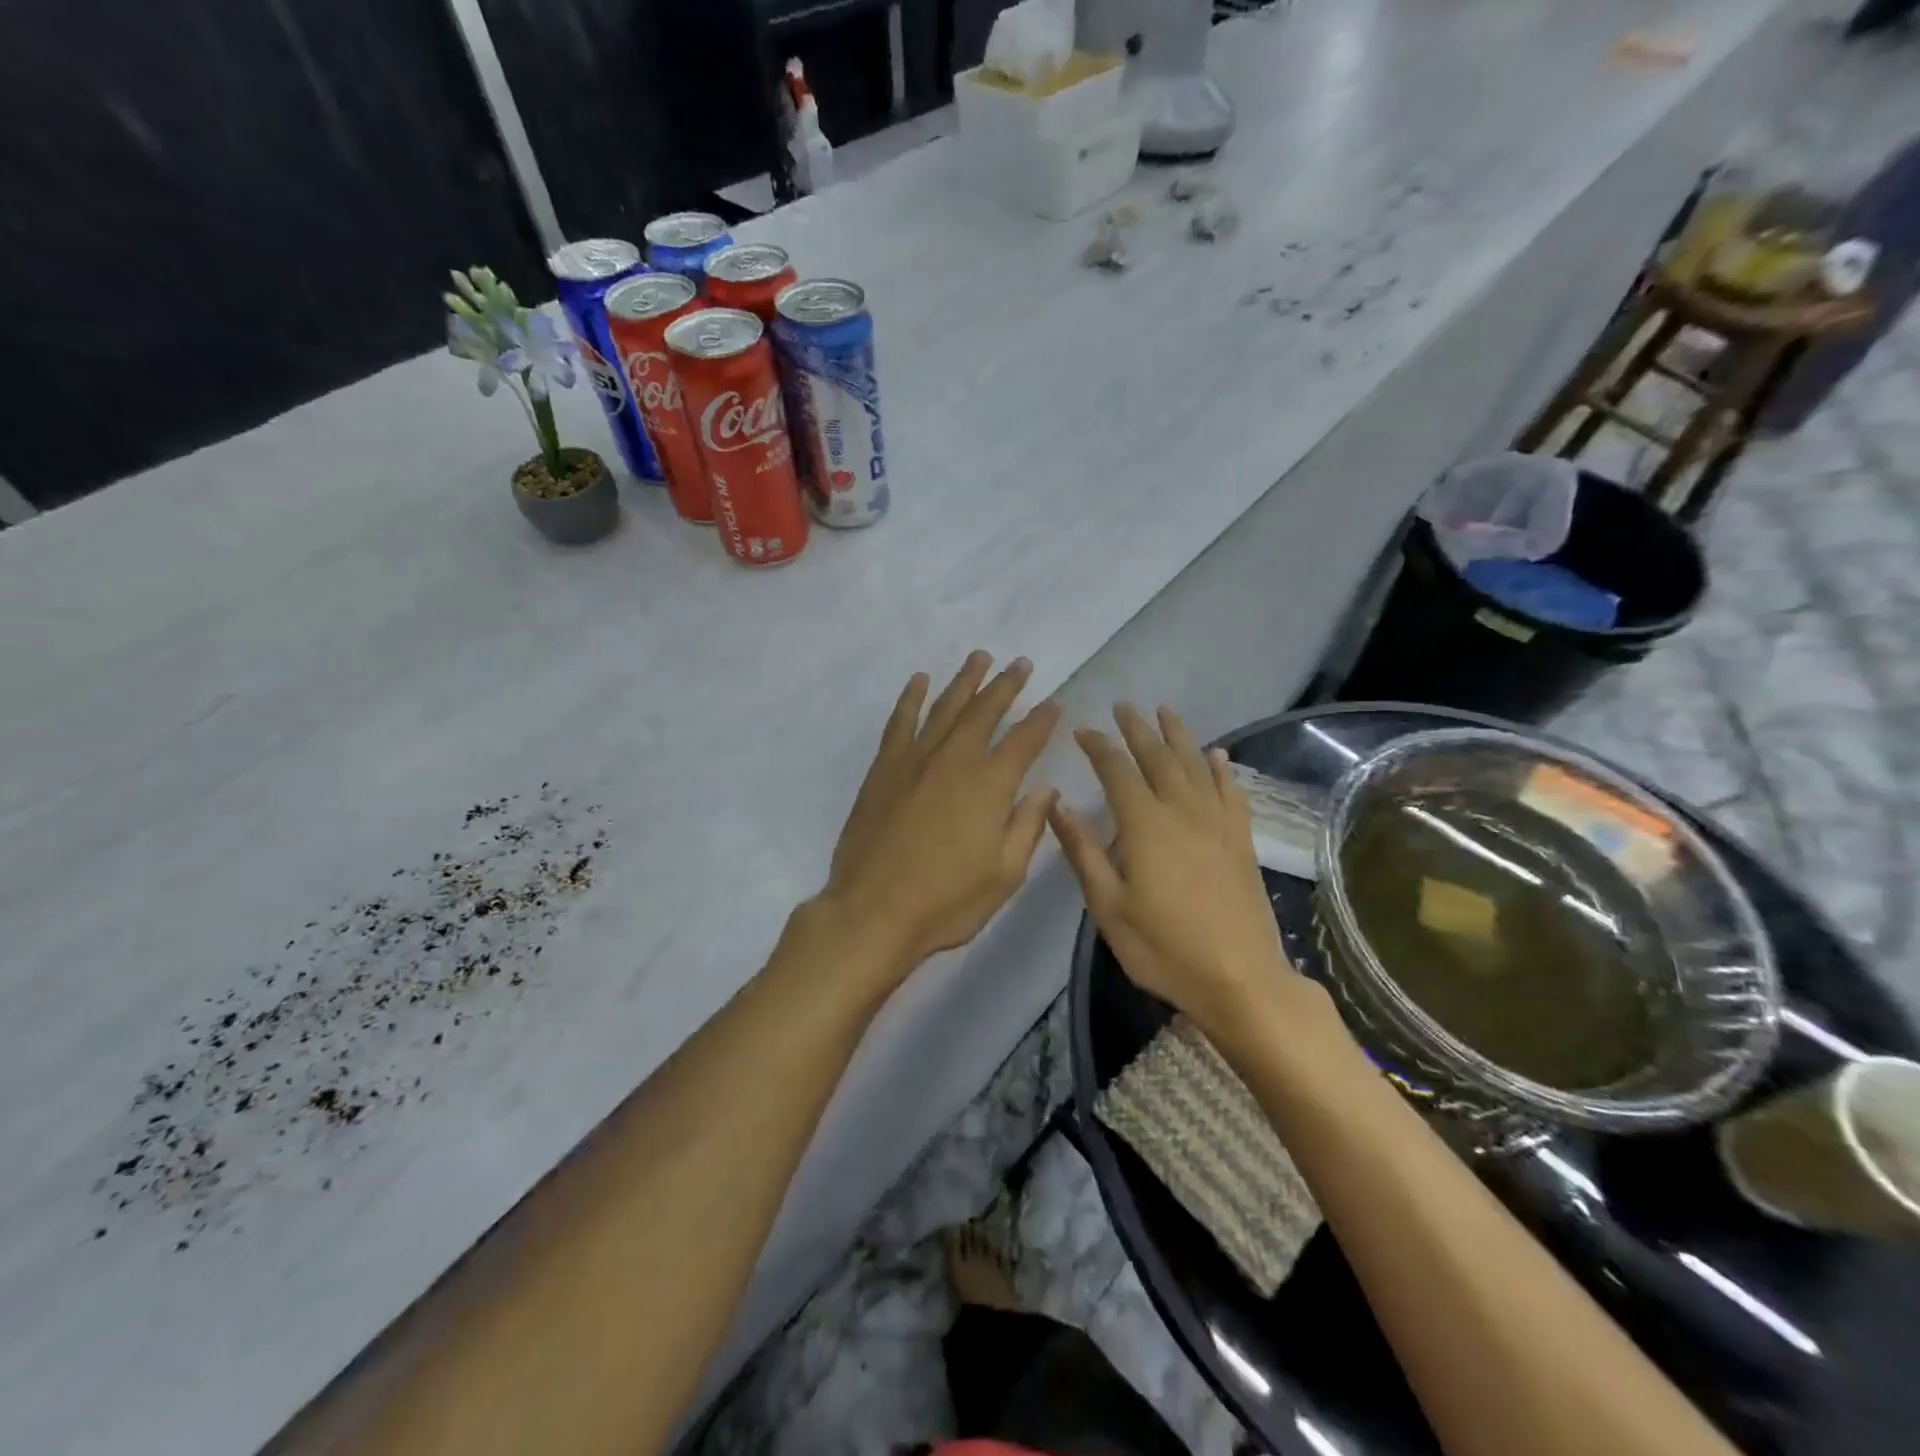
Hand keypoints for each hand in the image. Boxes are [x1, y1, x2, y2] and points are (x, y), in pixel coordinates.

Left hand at [819, 652, 1060, 975]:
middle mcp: (955, 759)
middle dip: (1006, 685)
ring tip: (979, 657)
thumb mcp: (1005, 873)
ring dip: (964, 681)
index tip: (1054, 703)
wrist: (874, 909)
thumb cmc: (947, 900)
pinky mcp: (884, 768)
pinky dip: (911, 698)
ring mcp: (915, 759)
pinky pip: (901, 722)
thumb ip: (1028, 825)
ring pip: (945, 707)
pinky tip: (919, 681)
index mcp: (992, 784)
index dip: (1042, 720)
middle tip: (1020, 663)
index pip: (1025, 740)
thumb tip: (1045, 787)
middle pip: (985, 711)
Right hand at [1050, 705, 1301, 1032]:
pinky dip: (1221, 770)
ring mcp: (1217, 823)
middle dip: (1137, 729)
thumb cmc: (1163, 947)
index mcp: (1144, 824)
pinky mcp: (1241, 840)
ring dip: (1178, 736)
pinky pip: (1230, 792)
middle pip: (1157, 757)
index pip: (1116, 770)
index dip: (1098, 746)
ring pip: (1195, 765)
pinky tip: (1218, 755)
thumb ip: (1083, 851)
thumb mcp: (1108, 906)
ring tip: (1164, 712)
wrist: (1240, 979)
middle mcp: (1182, 811)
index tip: (1082, 731)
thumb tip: (1057, 804)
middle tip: (1123, 706)